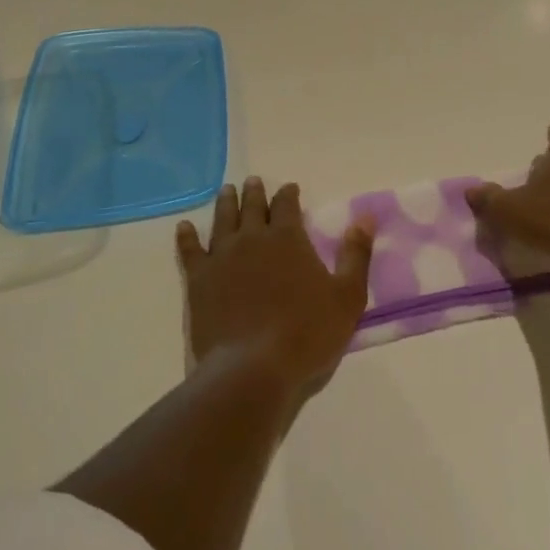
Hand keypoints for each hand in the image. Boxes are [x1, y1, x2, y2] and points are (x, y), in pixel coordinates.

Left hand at [177, 177, 373, 397]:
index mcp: (288, 238)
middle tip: (252, 181)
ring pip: (222, 220)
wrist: (252, 368)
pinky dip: (187, 237)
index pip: (287, 205)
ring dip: (225, 203)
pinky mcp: (198, 280)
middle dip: (255, 192)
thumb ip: (356, 254)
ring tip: (226, 191)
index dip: (288, 194)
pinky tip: (184, 227)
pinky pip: (190, 251)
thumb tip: (365, 216)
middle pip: (252, 207)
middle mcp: (253, 238)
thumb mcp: (347, 296)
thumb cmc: (307, 333)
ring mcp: (222, 257)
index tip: (289, 187)